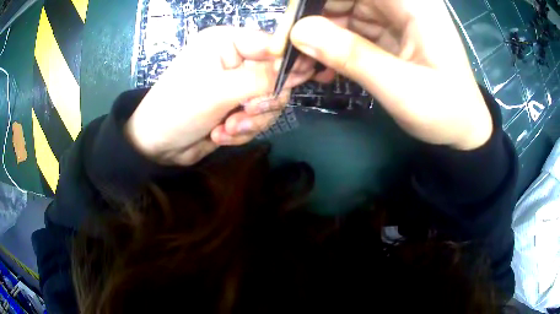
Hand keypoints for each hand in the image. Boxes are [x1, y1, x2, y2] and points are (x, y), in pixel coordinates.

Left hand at [125, 26, 313, 165]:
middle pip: (276, 77)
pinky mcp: (236, 108)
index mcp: (227, 43)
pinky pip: (257, 119)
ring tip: (226, 130)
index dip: (289, 62)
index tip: (297, 81)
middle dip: (262, 101)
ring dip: (250, 121)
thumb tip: (301, 67)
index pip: (272, 44)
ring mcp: (236, 86)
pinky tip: (221, 135)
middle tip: (245, 113)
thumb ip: (263, 78)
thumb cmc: (179, 109)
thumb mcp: (220, 91)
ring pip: (269, 102)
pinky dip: (242, 131)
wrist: (157, 146)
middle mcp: (235, 60)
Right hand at [290, 0, 492, 149]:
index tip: (290, 28)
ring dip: (318, 38)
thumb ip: (352, 56)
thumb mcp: (400, 88)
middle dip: (311, 22)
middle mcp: (401, 3)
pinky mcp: (388, 33)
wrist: (463, 130)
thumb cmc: (445, 111)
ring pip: (342, 13)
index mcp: (412, 4)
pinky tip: (323, 70)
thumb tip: (298, 32)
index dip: (313, 2)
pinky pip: (351, 30)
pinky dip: (333, 48)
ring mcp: (394, 17)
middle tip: (287, 55)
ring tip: (300, 69)